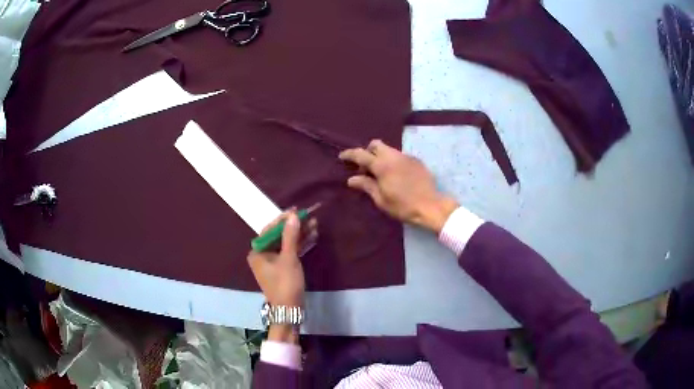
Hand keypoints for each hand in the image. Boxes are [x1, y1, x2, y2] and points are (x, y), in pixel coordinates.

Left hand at [247, 210, 316, 342]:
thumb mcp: (288, 258)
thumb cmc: (285, 283)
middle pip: (279, 236)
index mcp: (257, 252)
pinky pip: (290, 252)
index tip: (296, 210)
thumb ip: (290, 236)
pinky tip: (312, 237)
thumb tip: (293, 216)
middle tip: (309, 216)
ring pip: (287, 244)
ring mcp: (273, 262)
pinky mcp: (283, 268)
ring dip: (300, 235)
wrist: (290, 309)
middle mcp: (262, 255)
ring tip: (315, 224)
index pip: (270, 230)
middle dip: (295, 227)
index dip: (283, 220)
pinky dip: (300, 245)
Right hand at [339, 140, 457, 232]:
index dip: (349, 154)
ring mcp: (406, 157)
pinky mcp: (416, 161)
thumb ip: (366, 185)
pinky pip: (399, 156)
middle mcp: (393, 156)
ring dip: (380, 156)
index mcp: (382, 165)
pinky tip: (395, 175)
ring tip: (380, 173)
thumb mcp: (381, 199)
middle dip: (367, 151)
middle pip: (376, 144)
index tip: (342, 157)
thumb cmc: (403, 206)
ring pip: (389, 149)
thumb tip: (351, 179)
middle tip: (364, 167)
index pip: (361, 154)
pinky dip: (392, 161)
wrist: (430, 206)